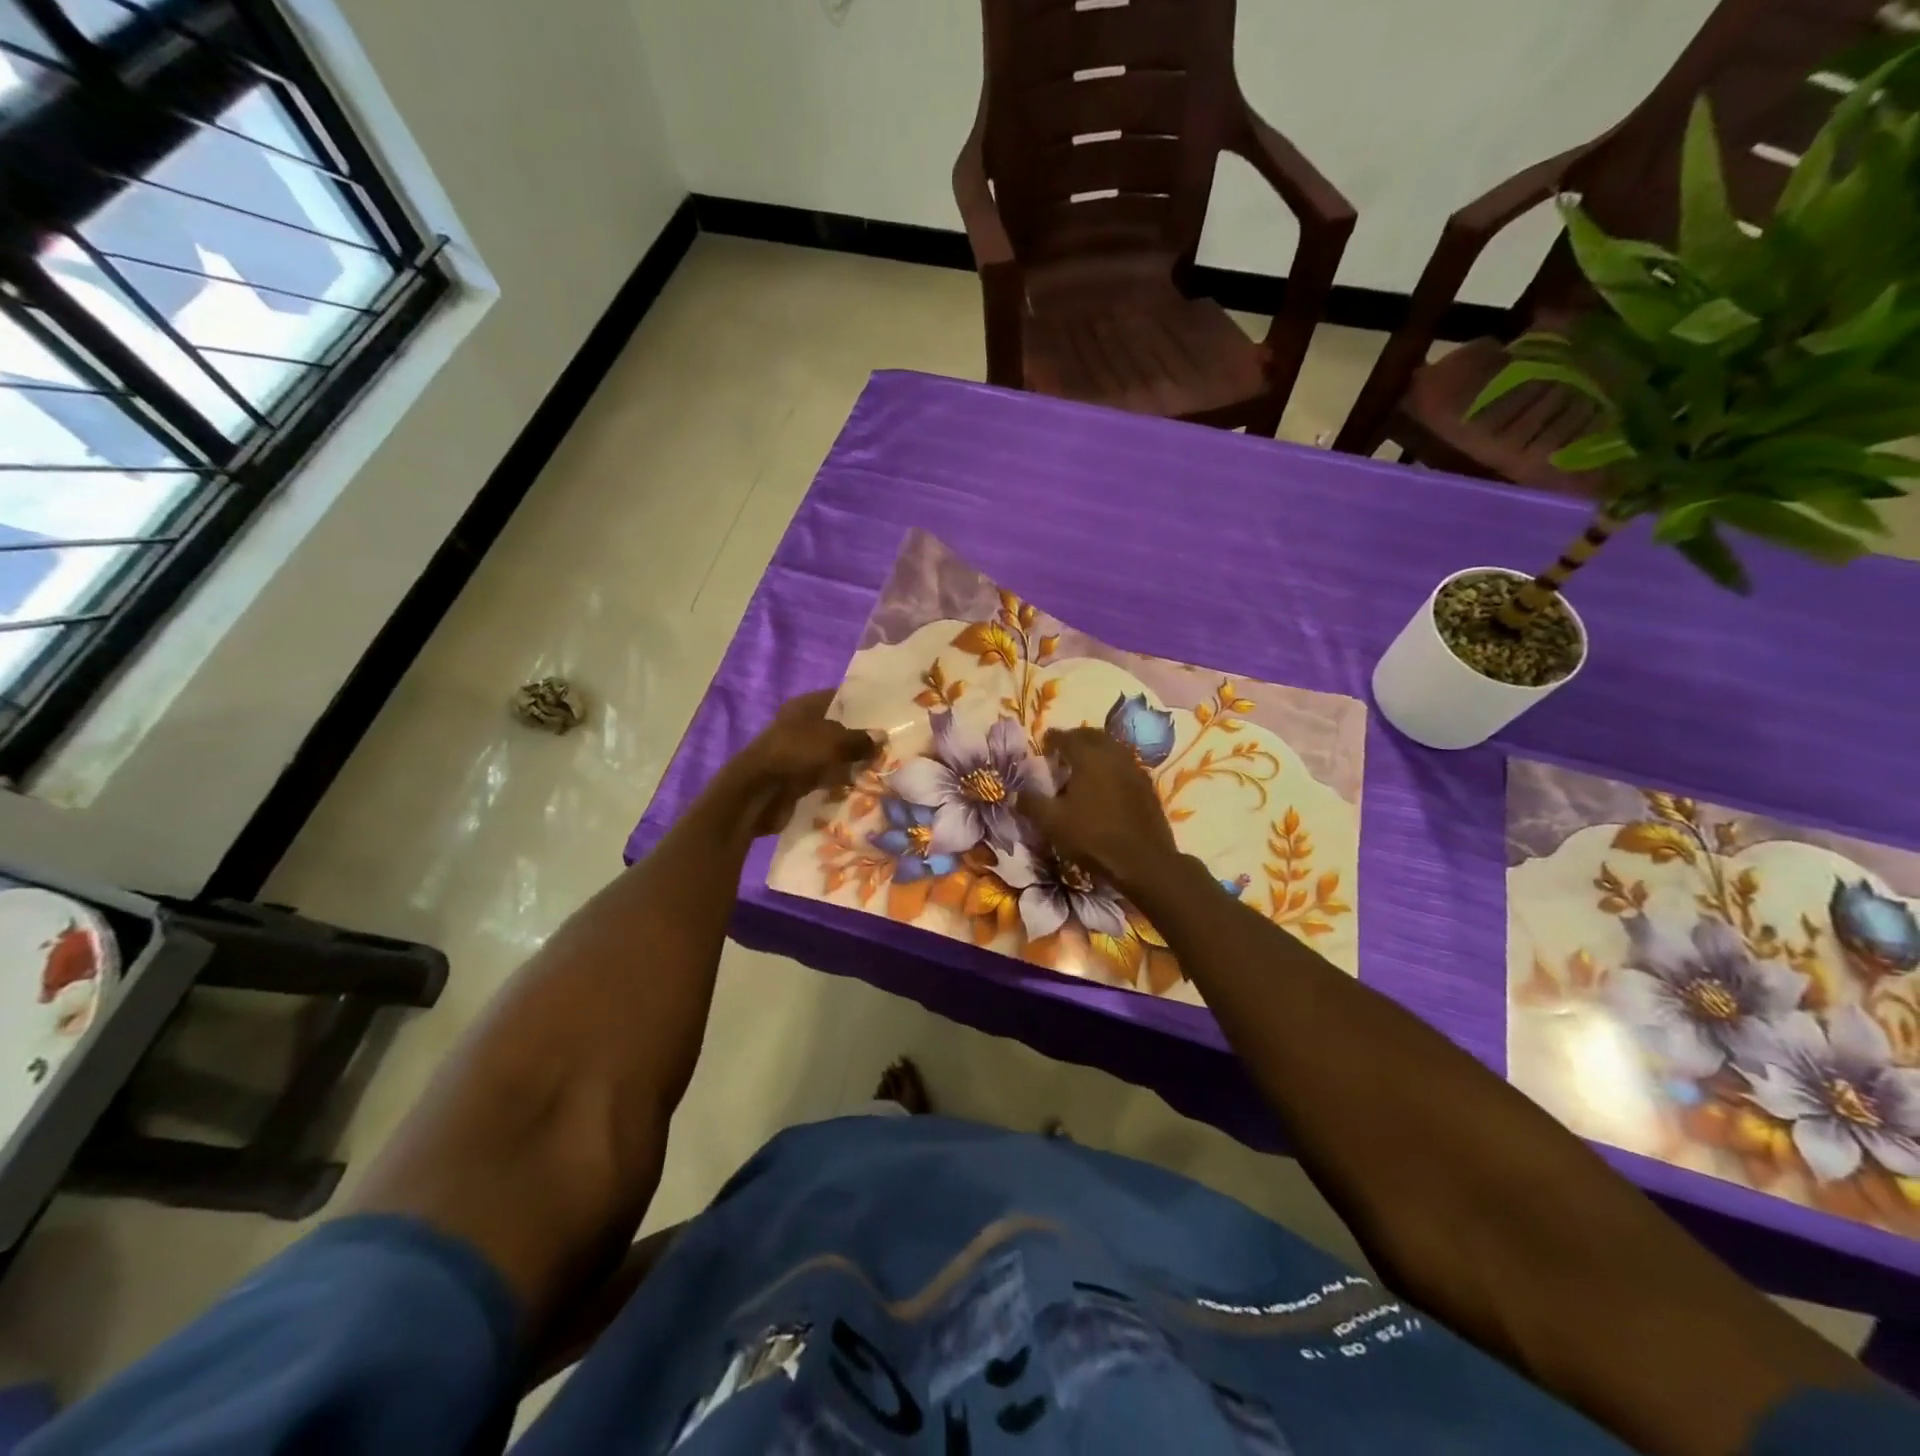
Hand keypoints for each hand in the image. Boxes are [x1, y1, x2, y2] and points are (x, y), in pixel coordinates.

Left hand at [721, 690, 881, 836]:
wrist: (758, 794)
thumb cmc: (796, 754)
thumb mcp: (835, 742)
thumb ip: (860, 740)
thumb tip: (882, 737)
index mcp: (805, 707)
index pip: (839, 699)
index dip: (862, 705)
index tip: (887, 715)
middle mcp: (800, 727)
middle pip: (837, 730)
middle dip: (861, 739)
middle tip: (891, 746)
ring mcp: (798, 754)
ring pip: (833, 756)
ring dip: (852, 764)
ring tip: (882, 769)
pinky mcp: (797, 779)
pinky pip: (825, 778)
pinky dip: (840, 783)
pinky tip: (862, 788)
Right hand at [1017, 727, 1184, 899]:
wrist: (1143, 861)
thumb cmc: (1093, 838)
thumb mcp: (1052, 823)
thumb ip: (1031, 804)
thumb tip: (1014, 794)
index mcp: (1088, 757)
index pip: (1067, 737)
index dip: (1053, 738)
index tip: (1044, 742)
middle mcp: (1113, 755)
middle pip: (1093, 736)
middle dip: (1076, 738)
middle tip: (1064, 748)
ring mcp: (1134, 769)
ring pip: (1112, 748)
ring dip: (1096, 749)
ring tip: (1084, 763)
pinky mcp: (1147, 786)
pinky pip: (1125, 764)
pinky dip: (1112, 765)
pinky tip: (1106, 782)